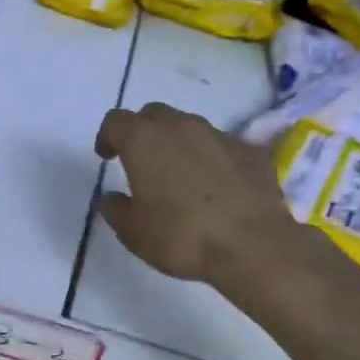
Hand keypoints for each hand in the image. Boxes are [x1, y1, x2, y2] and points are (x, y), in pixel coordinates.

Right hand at [94, 103, 301, 283]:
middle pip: (154, 115)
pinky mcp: (250, 151)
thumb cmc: (181, 235)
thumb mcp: (133, 232)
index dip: (108, 136)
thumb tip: (112, 198)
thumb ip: (116, 209)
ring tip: (181, 175)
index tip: (107, 156)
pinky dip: (212, 159)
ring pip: (190, 127)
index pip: (116, 121)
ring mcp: (219, 135)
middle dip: (144, 132)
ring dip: (179, 144)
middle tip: (142, 161)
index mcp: (143, 140)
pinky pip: (222, 147)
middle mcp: (180, 126)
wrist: (252, 245)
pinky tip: (217, 187)